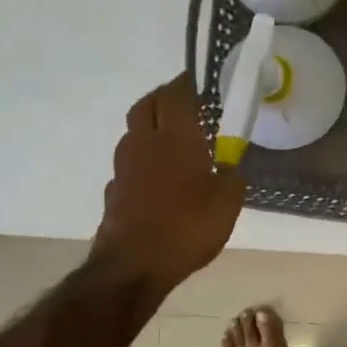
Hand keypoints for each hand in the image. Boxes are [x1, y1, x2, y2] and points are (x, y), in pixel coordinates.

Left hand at [93, 75, 243, 293]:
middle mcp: (145, 144)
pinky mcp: (115, 192)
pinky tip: (157, 179)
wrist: (135, 265)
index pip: (175, 95)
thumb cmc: (188, 226)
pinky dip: (143, 162)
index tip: (197, 80)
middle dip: (163, 98)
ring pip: (133, 134)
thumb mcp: (228, 202)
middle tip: (183, 103)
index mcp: (176, 138)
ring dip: (149, 128)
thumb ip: (231, 177)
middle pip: (145, 106)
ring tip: (172, 140)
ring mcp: (124, 168)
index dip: (185, 83)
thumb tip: (228, 166)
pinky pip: (129, 166)